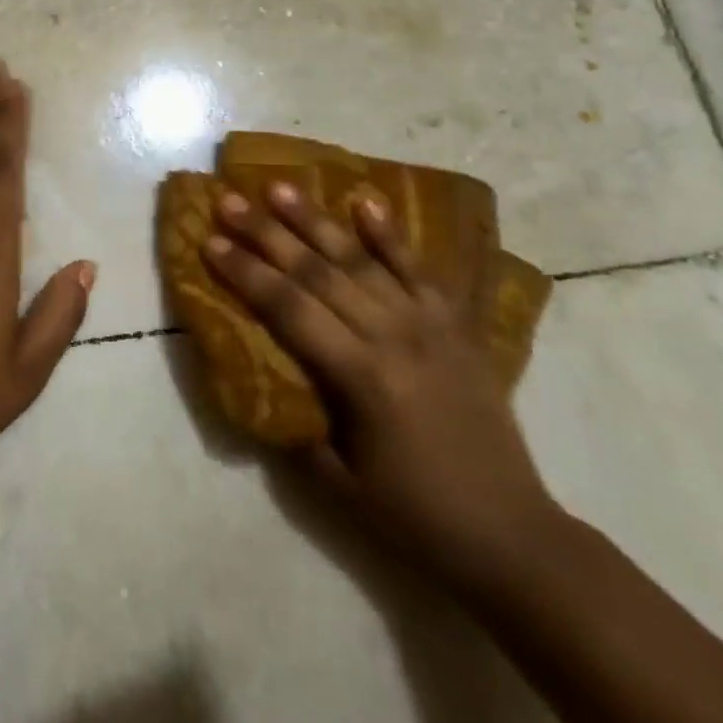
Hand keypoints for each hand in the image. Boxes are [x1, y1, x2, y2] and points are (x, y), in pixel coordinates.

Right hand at [202, 183, 559, 594]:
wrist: (513, 535)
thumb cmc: (415, 516)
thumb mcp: (338, 483)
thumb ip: (296, 426)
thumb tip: (261, 384)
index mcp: (362, 377)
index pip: (289, 309)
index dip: (246, 273)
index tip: (210, 241)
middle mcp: (393, 337)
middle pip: (317, 273)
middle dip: (267, 234)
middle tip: (230, 200)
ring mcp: (428, 325)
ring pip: (360, 260)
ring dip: (316, 221)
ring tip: (280, 187)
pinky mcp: (455, 326)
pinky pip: (419, 270)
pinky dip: (390, 235)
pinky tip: (365, 202)